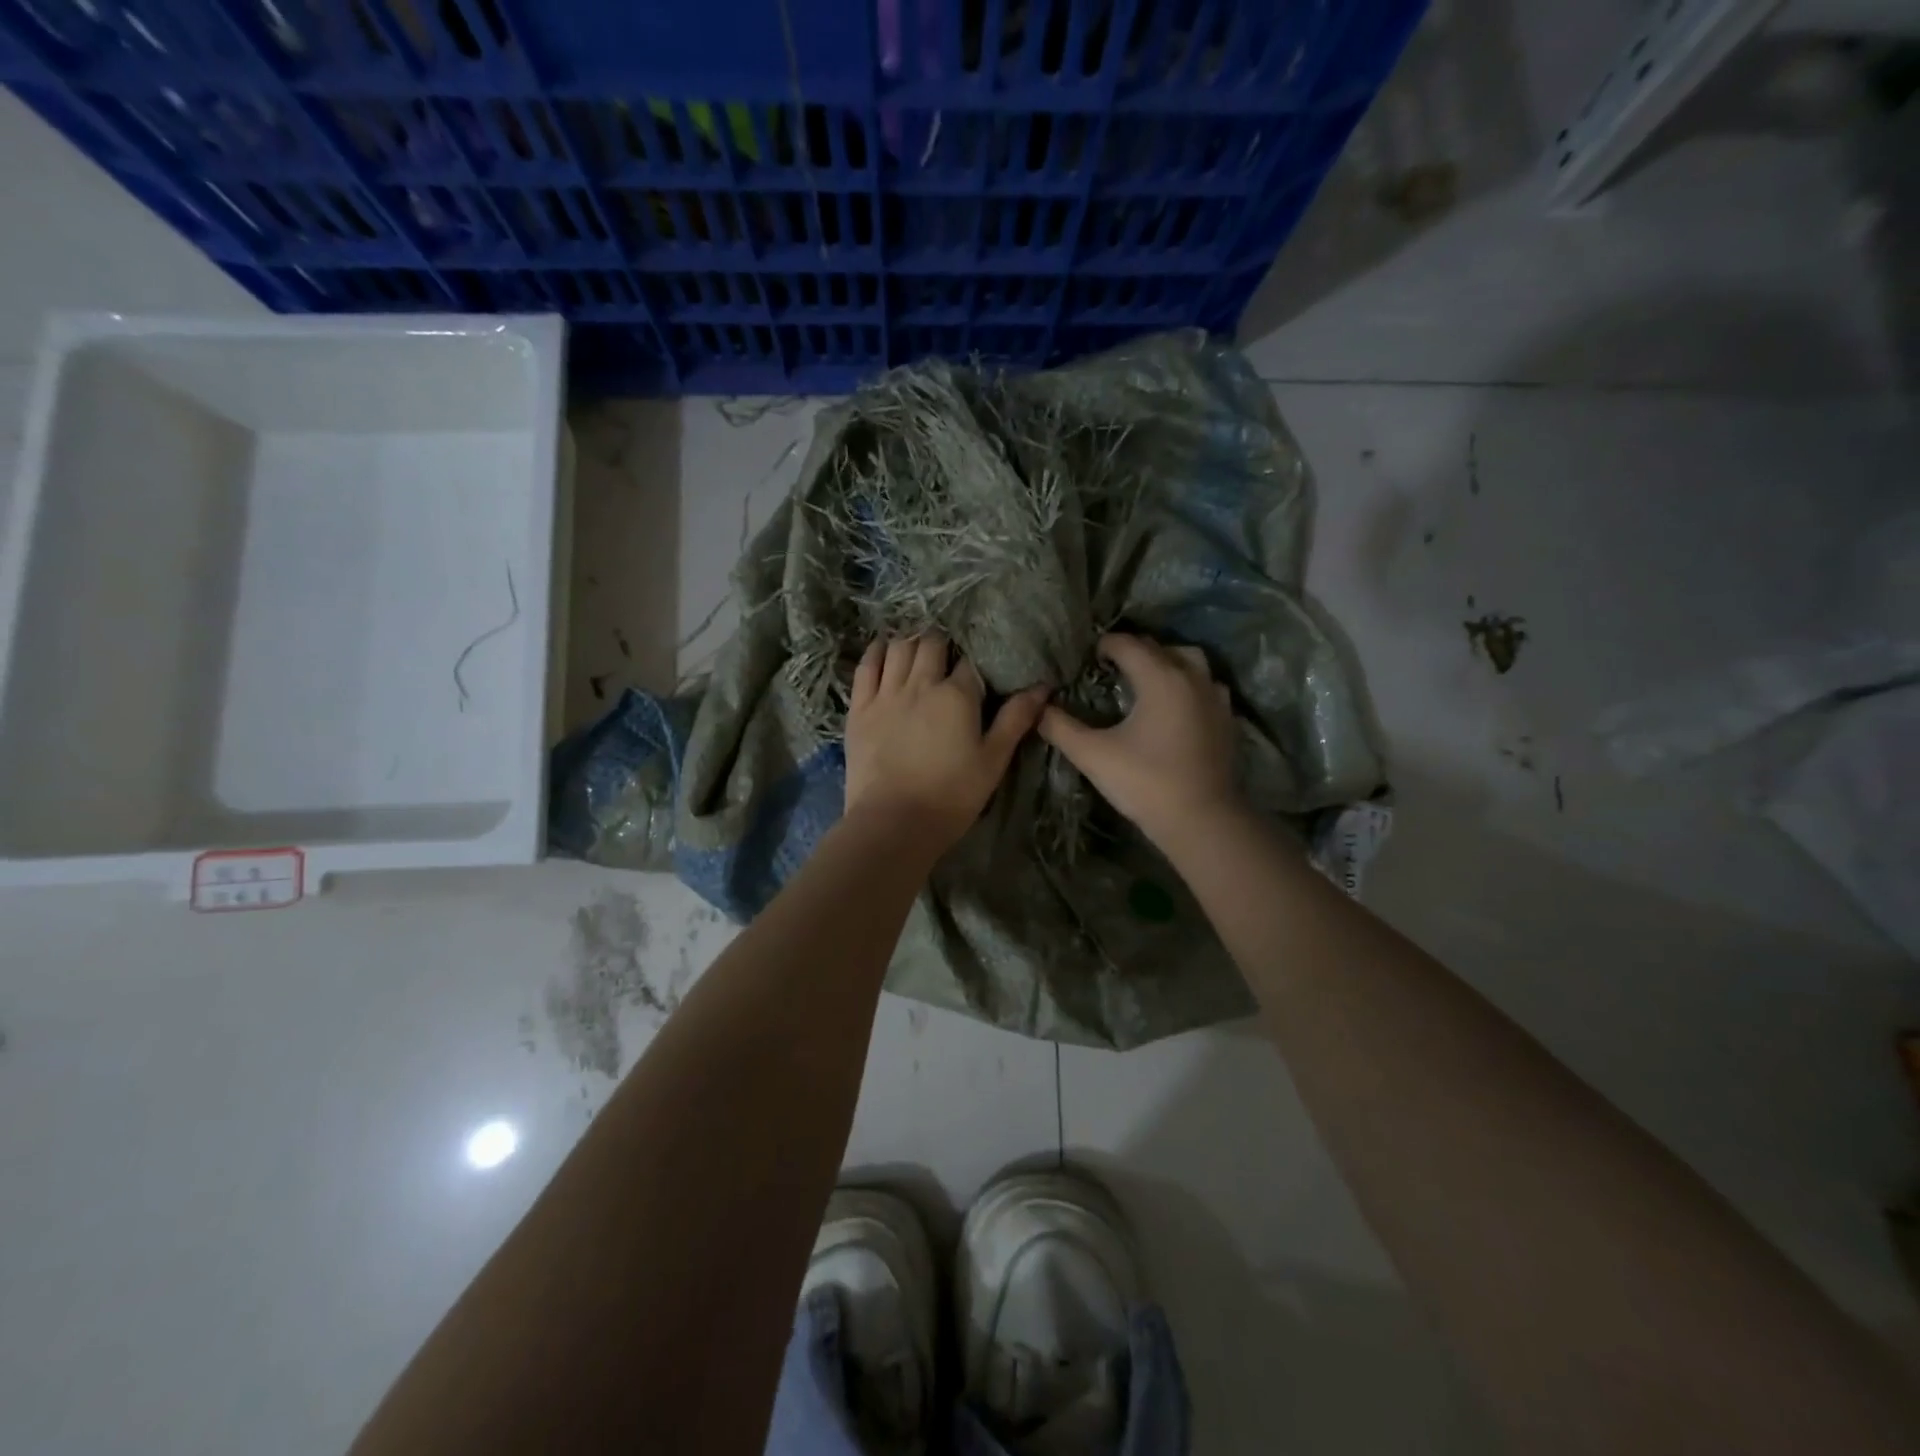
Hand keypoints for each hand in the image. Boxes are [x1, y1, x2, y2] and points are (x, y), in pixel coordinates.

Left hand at [844, 634, 1047, 854]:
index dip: (976, 659)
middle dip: (942, 643)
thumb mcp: (993, 761)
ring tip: (918, 649)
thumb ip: (1016, 720)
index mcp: (957, 695)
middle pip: (931, 644)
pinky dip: (876, 652)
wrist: (894, 822)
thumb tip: (1042, 687)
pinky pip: (866, 667)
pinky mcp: (860, 708)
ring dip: (911, 642)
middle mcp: (921, 684)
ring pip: (898, 648)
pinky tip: (883, 649)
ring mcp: (886, 694)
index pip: (970, 661)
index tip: (979, 666)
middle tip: (948, 655)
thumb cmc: (952, 795)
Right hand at [1038, 633, 1240, 849]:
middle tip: (1109, 669)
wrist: (1202, 821)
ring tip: (1146, 681)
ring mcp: (1215, 697)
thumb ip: (1060, 727)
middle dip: (1133, 651)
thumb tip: (1038, 708)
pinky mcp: (1227, 719)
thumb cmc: (1145, 782)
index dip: (1104, 646)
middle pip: (1159, 647)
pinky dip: (1187, 684)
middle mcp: (1192, 677)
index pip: (1127, 644)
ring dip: (1165, 662)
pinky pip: (1206, 685)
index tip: (1087, 659)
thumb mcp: (1092, 755)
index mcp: (1160, 677)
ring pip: (1189, 661)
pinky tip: (1174, 706)